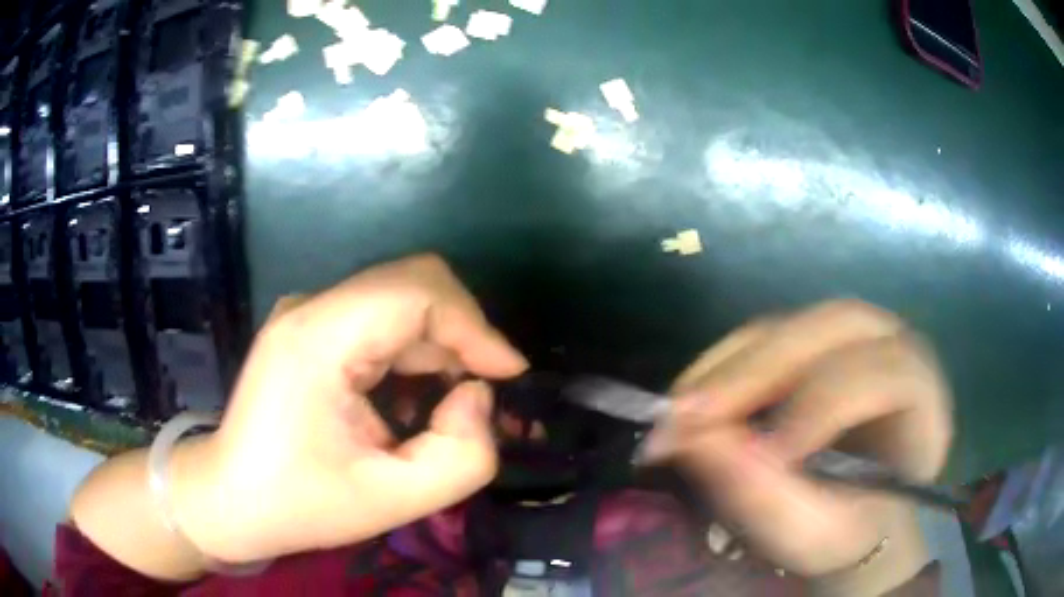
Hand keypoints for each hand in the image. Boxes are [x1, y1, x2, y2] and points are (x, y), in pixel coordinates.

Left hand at [175, 254, 527, 562]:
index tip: (509, 375)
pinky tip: (414, 399)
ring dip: (439, 346)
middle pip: (412, 285)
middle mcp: (312, 308)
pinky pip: (380, 320)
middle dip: (462, 334)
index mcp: (319, 337)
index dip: (475, 326)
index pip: (417, 291)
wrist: (229, 498)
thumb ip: (461, 456)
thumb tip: (476, 396)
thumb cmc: (299, 504)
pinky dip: (413, 352)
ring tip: (450, 406)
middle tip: (485, 393)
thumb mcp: (391, 501)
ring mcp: (308, 314)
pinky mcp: (310, 329)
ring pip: (400, 301)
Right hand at [647, 300, 951, 577]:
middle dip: (759, 371)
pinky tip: (692, 397)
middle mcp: (893, 349)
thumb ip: (764, 497)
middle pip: (831, 327)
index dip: (824, 404)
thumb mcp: (815, 534)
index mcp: (921, 399)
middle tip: (689, 416)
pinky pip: (764, 335)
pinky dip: (722, 363)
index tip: (766, 454)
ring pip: (790, 324)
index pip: (881, 374)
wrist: (858, 517)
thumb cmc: (848, 530)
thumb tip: (693, 442)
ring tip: (681, 411)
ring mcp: (852, 340)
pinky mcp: (815, 344)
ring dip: (730, 365)